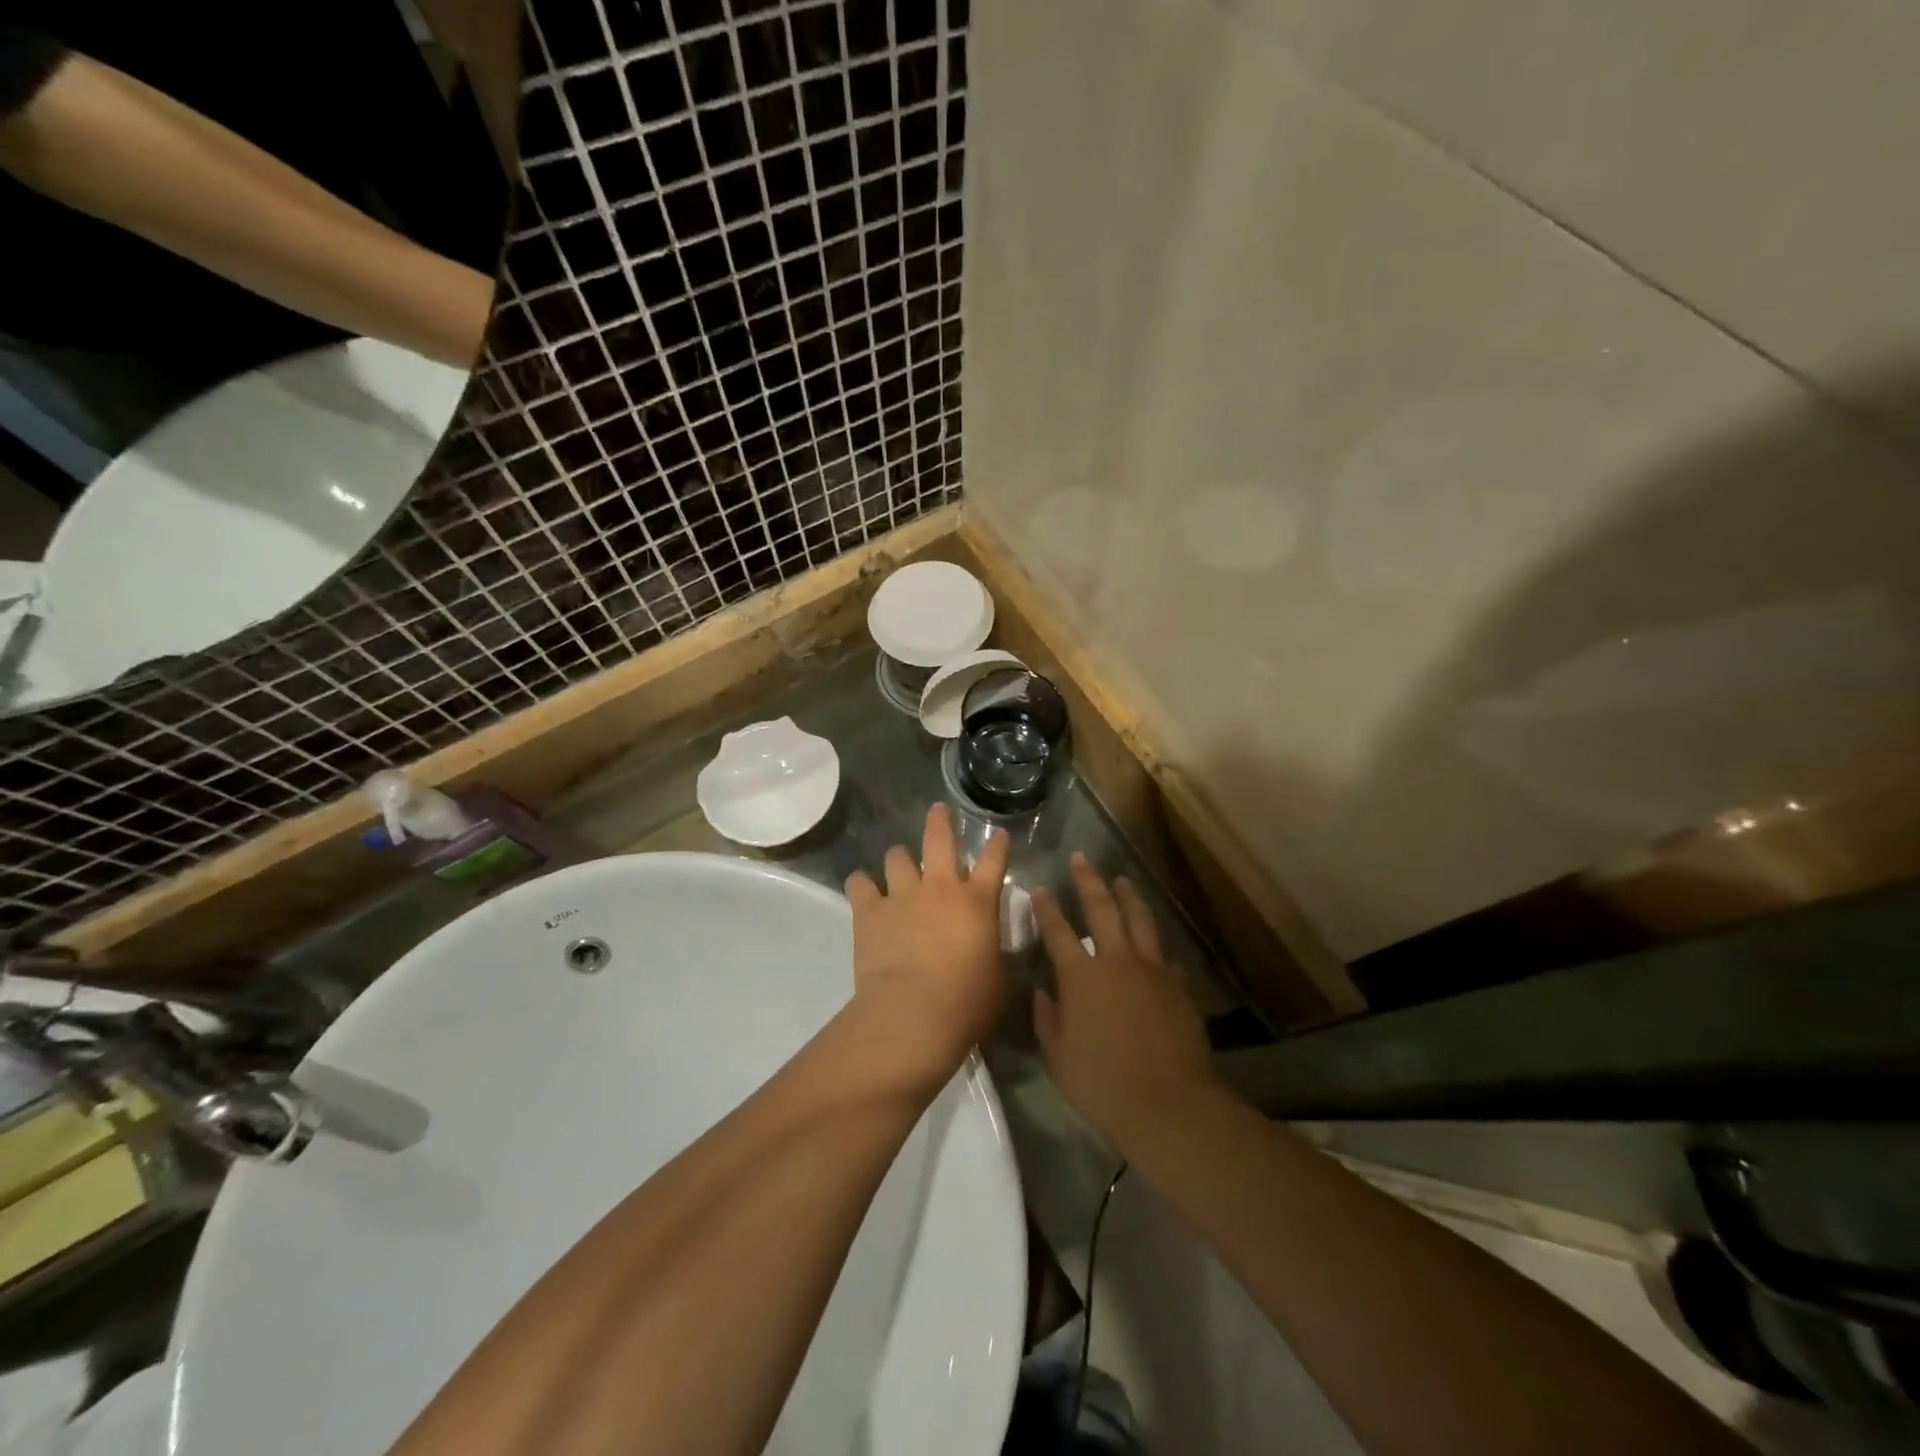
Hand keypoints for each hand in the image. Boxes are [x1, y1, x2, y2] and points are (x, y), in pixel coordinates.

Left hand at [844, 804, 1010, 1084]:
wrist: (913, 1013)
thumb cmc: (967, 1001)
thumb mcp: (999, 980)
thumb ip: (999, 958)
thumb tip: (1000, 954)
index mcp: (977, 902)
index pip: (993, 862)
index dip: (998, 845)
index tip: (999, 833)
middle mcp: (940, 887)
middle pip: (940, 839)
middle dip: (940, 821)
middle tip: (938, 810)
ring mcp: (902, 895)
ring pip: (897, 856)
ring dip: (899, 858)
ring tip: (898, 863)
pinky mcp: (870, 910)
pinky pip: (860, 883)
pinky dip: (861, 884)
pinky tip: (861, 887)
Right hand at [1032, 855, 1221, 1155]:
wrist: (1169, 1103)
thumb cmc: (1103, 1084)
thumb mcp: (1059, 1058)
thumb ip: (1047, 1020)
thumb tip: (1042, 993)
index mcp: (1081, 976)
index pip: (1058, 930)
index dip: (1047, 907)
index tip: (1039, 888)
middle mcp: (1116, 961)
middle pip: (1102, 908)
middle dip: (1089, 880)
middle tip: (1082, 858)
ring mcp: (1152, 969)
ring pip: (1140, 920)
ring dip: (1128, 896)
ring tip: (1122, 880)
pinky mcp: (1179, 985)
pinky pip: (1166, 957)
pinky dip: (1157, 948)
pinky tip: (1156, 948)